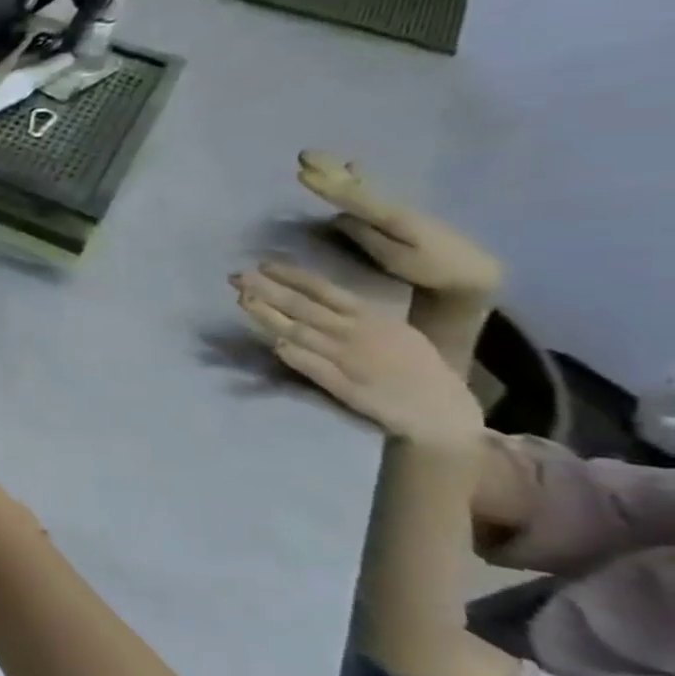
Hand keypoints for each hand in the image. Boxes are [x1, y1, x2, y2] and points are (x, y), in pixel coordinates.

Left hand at [232, 262, 483, 450]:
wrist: (440, 410)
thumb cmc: (416, 366)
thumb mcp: (393, 330)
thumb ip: (355, 315)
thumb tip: (316, 298)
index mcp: (371, 317)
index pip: (324, 290)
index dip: (292, 276)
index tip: (262, 264)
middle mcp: (355, 333)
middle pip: (303, 307)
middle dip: (267, 289)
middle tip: (236, 276)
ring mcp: (347, 359)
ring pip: (299, 332)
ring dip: (269, 316)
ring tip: (242, 300)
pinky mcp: (342, 386)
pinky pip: (311, 366)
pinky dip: (293, 354)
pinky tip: (274, 344)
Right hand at [297, 151, 500, 300]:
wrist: (475, 272)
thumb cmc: (435, 269)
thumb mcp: (399, 260)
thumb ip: (368, 237)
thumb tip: (338, 217)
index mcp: (392, 216)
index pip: (352, 196)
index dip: (326, 185)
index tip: (300, 172)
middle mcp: (393, 205)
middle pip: (355, 184)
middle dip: (328, 169)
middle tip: (303, 153)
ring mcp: (398, 207)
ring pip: (362, 183)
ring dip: (338, 170)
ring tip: (319, 157)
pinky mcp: (401, 213)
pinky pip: (371, 189)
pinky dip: (358, 177)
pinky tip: (353, 168)